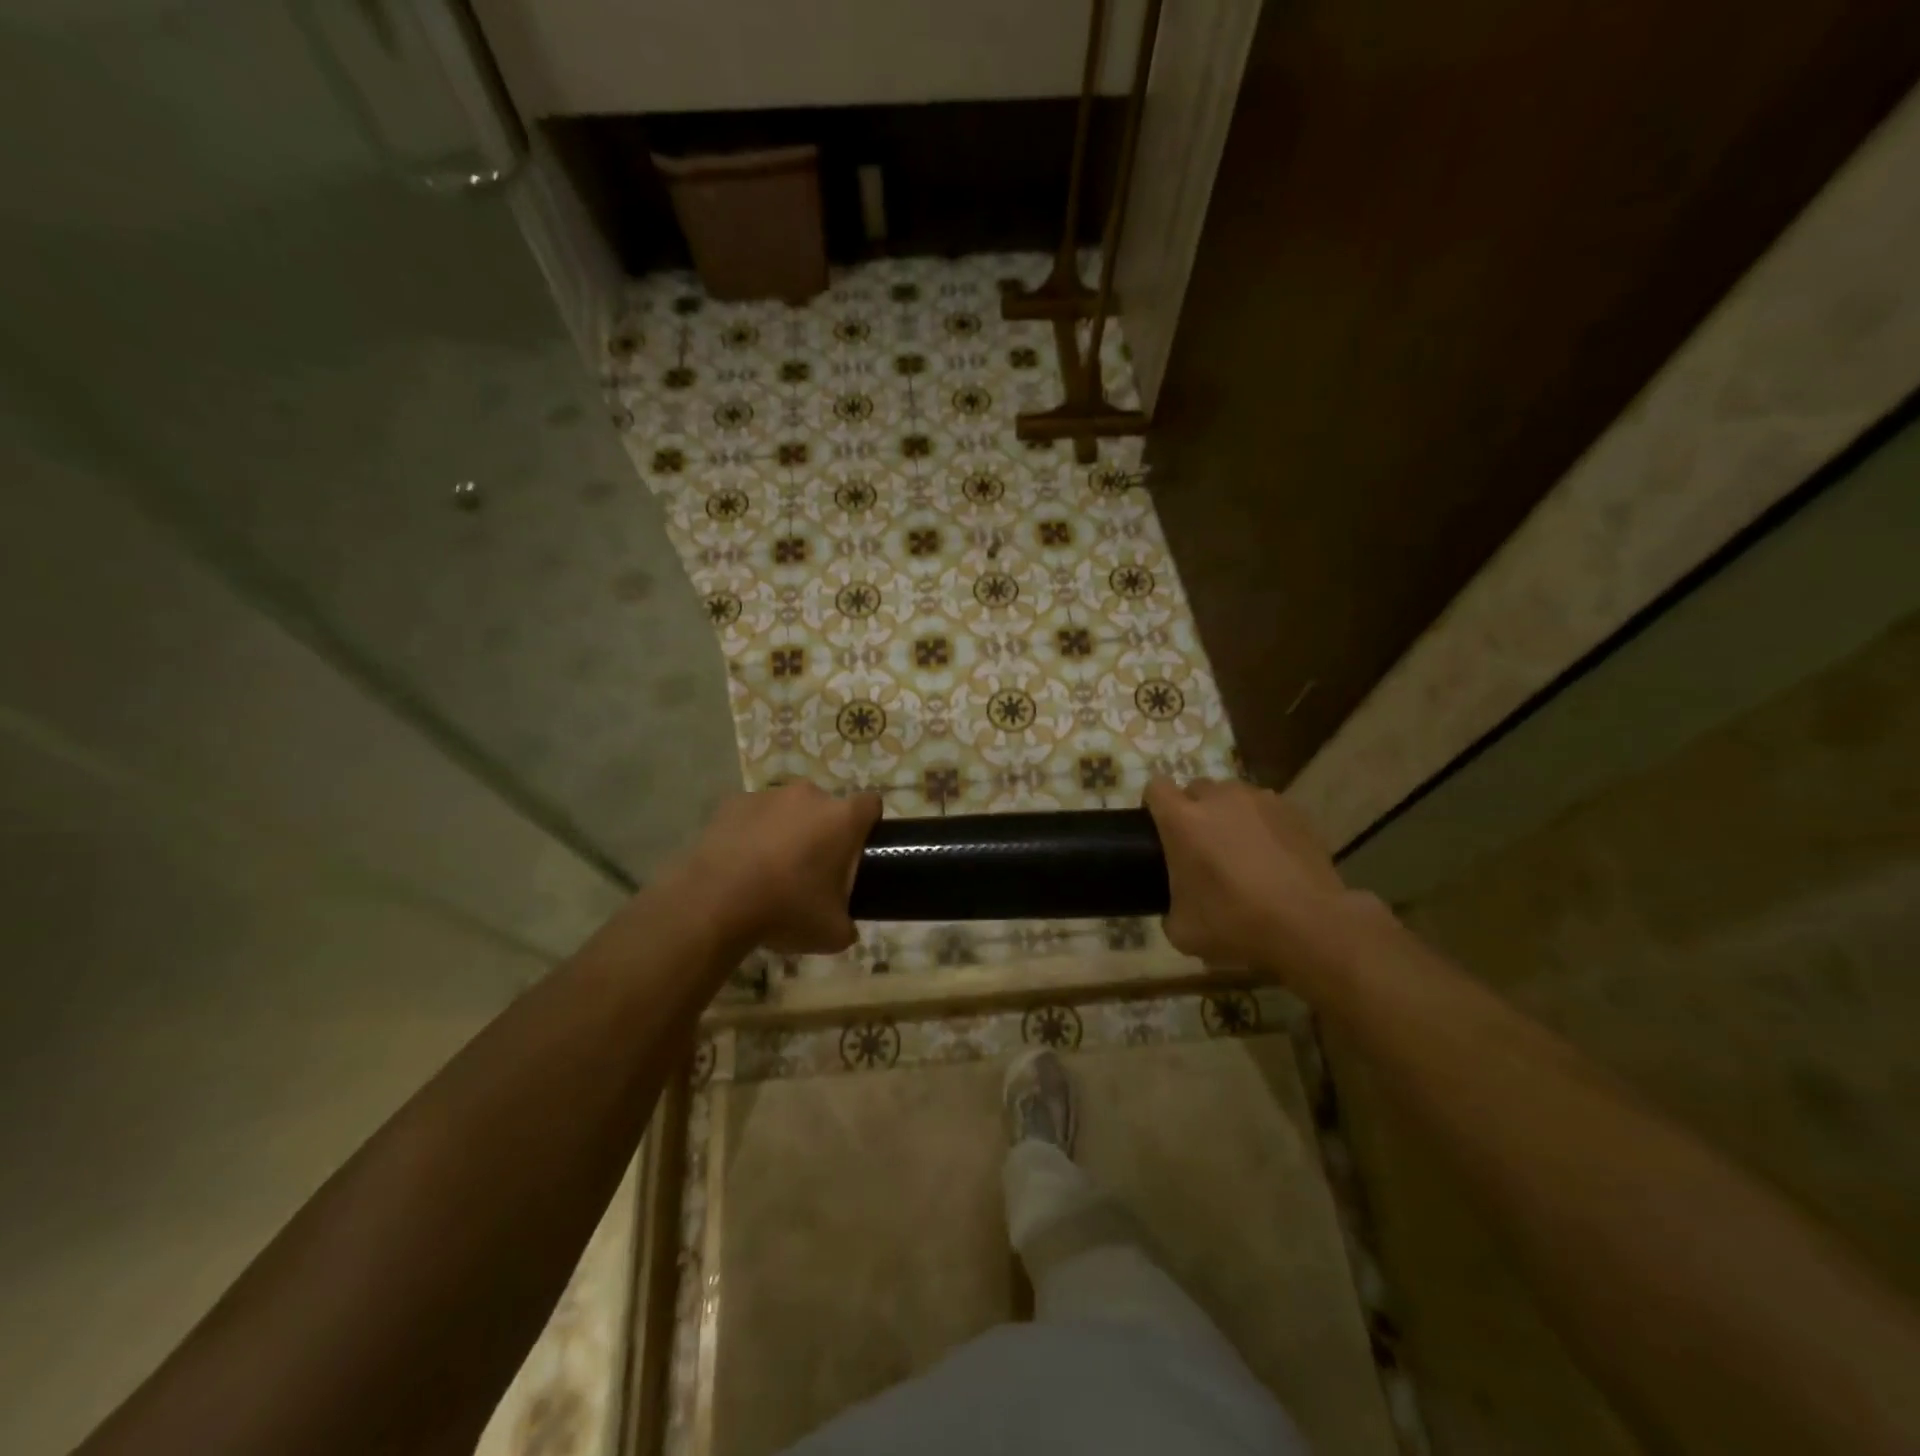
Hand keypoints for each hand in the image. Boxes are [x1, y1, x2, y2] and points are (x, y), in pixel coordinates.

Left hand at [677, 782, 881, 954]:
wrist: (715, 903)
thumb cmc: (786, 910)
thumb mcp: (832, 933)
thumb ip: (848, 924)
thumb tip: (846, 927)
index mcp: (842, 819)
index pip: (871, 805)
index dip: (868, 825)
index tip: (857, 850)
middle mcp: (809, 796)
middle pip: (826, 808)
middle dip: (823, 831)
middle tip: (810, 870)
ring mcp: (768, 795)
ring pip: (788, 809)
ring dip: (786, 830)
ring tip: (769, 869)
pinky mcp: (732, 803)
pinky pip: (753, 814)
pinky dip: (752, 832)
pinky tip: (740, 863)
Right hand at [1144, 777, 1366, 981]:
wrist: (1309, 925)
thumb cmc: (1236, 924)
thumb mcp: (1182, 931)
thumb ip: (1168, 908)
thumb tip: (1175, 905)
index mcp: (1183, 820)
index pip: (1156, 788)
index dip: (1154, 805)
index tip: (1159, 828)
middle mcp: (1218, 799)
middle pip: (1195, 788)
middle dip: (1193, 809)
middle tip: (1201, 845)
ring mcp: (1259, 800)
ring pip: (1232, 795)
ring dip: (1228, 813)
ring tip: (1239, 848)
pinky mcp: (1293, 810)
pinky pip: (1265, 808)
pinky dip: (1261, 823)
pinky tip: (1271, 854)